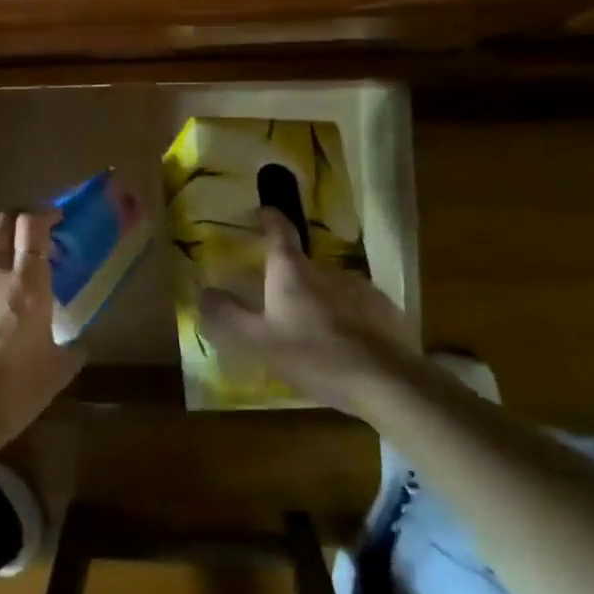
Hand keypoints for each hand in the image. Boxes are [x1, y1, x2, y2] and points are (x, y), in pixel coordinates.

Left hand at [0, 211, 81, 449]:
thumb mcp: (58, 371)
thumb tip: (80, 341)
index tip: (53, 222)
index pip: (33, 225)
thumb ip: (73, 348)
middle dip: (17, 219)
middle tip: (25, 235)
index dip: (44, 215)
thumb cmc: (14, 394)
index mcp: (29, 285)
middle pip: (2, 219)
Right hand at [199, 207, 423, 421]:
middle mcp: (327, 270)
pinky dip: (345, 318)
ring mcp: (360, 288)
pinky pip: (356, 307)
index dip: (269, 218)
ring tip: (313, 333)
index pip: (279, 231)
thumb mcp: (259, 342)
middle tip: (278, 305)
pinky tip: (345, 346)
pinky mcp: (385, 310)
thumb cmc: (315, 357)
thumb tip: (205, 293)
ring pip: (330, 288)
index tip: (262, 211)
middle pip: (303, 266)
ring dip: (319, 301)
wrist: (388, 382)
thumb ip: (228, 316)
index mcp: (293, 272)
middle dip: (289, 279)